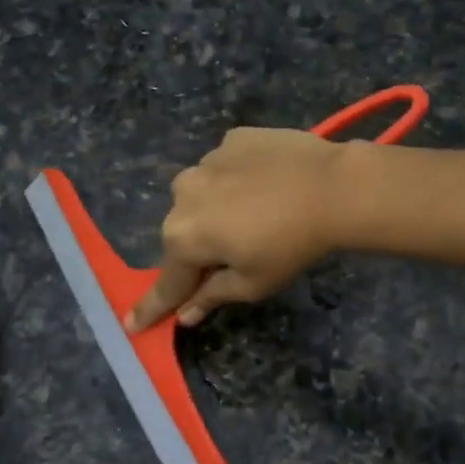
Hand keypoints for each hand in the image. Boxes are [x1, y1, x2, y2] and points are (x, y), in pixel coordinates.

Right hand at [126, 128, 349, 331]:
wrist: (333, 186)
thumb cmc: (291, 245)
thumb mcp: (253, 283)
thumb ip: (212, 296)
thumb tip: (185, 314)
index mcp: (183, 238)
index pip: (166, 283)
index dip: (151, 307)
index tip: (131, 325)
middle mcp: (182, 196)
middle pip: (184, 234)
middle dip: (200, 249)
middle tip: (236, 256)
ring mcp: (206, 161)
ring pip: (202, 196)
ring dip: (217, 210)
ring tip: (259, 214)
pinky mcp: (232, 139)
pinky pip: (225, 168)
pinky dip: (237, 180)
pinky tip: (268, 184)